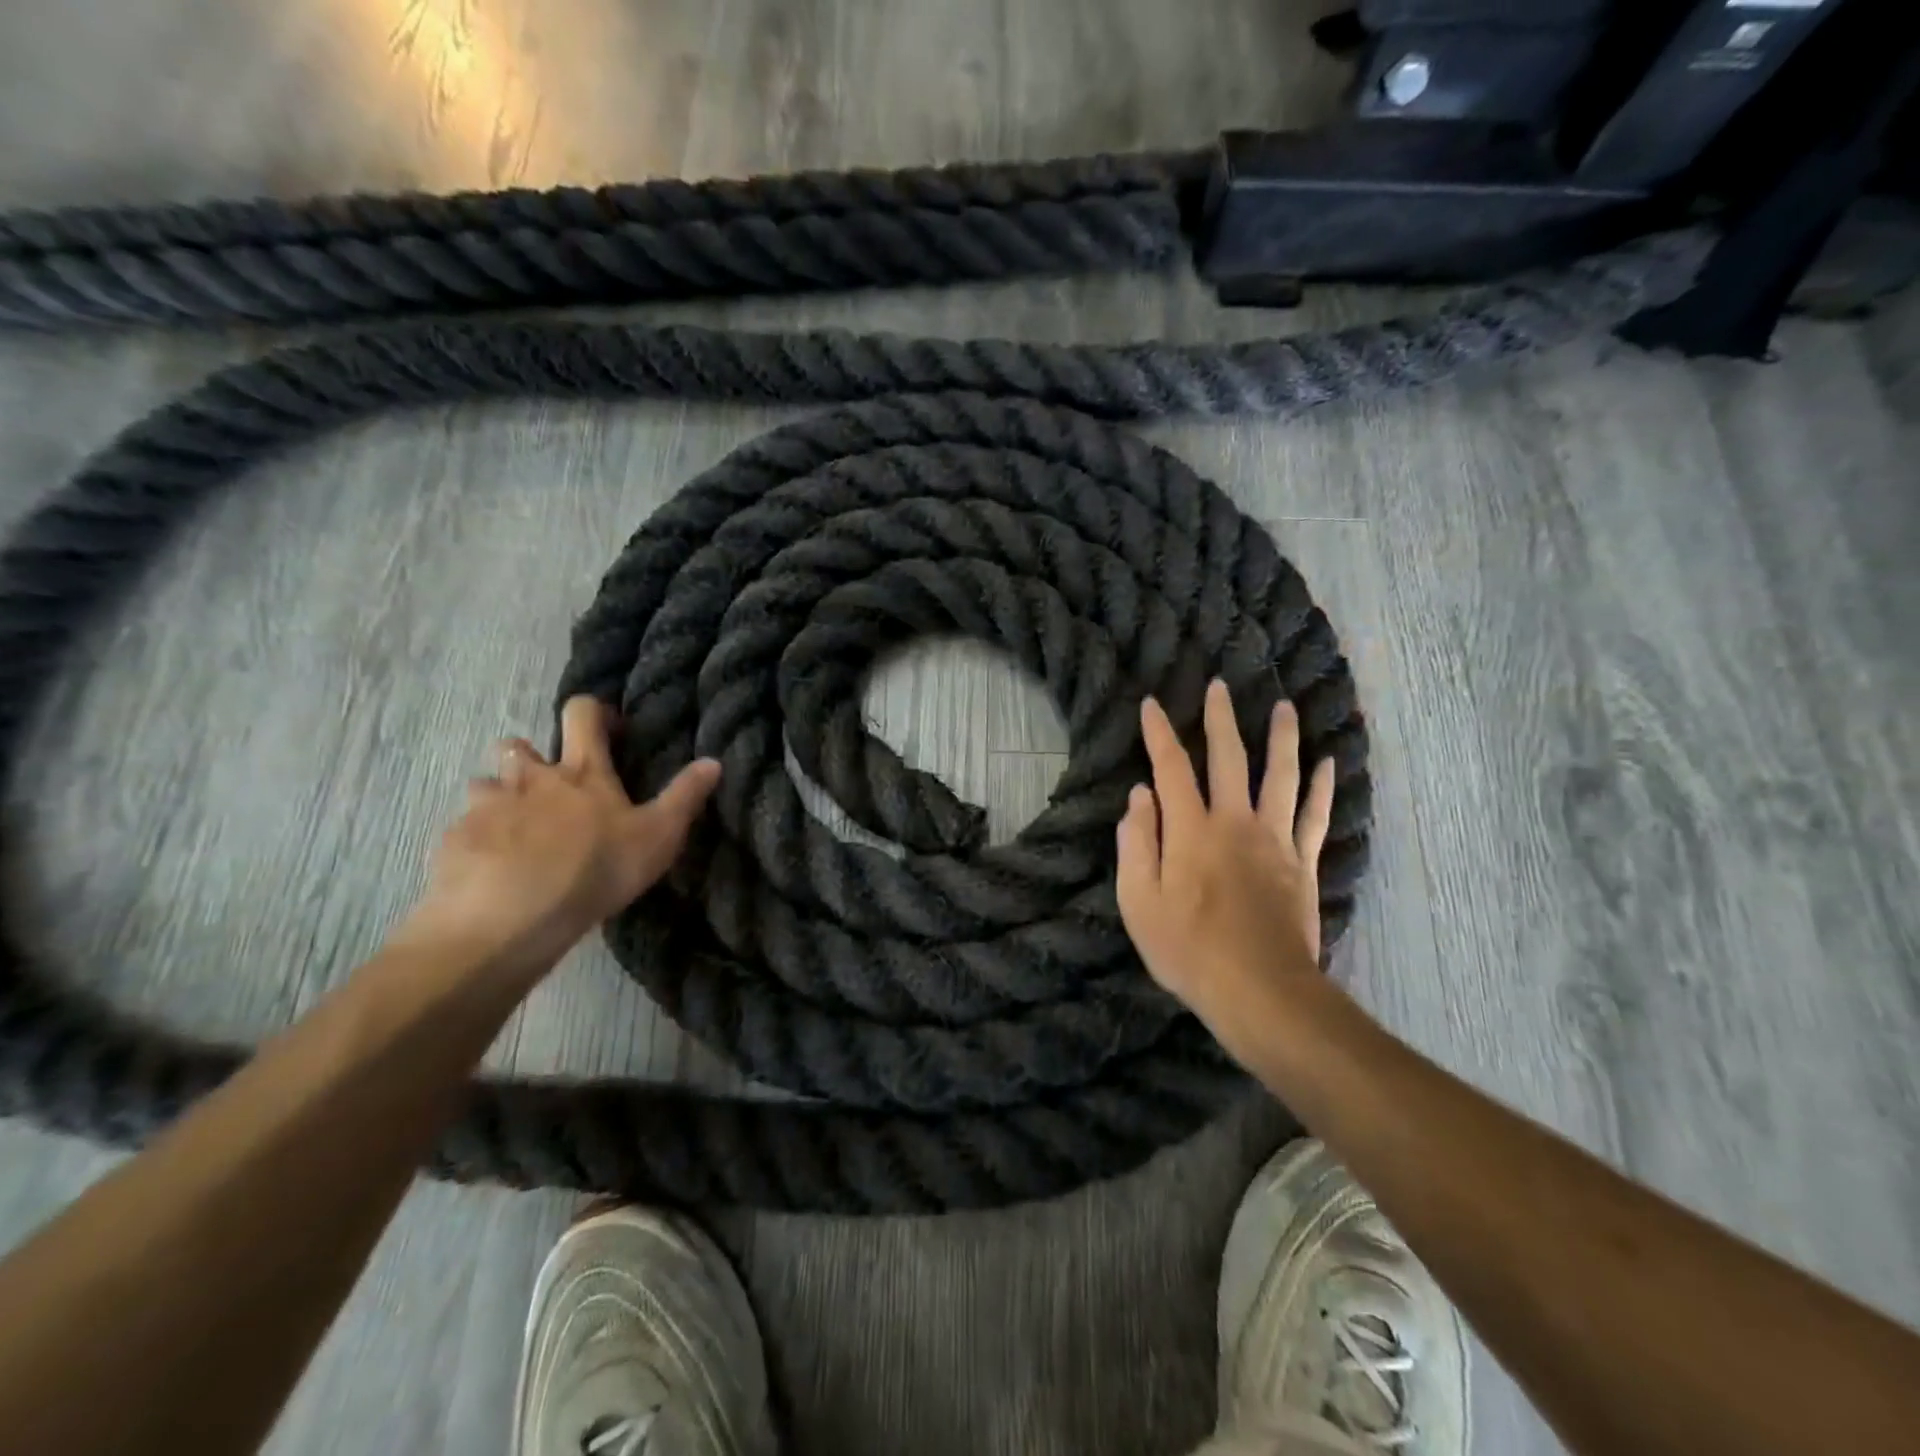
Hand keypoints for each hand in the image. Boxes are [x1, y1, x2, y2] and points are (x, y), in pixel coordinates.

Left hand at [401, 696, 718, 978]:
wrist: (508, 919)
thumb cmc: (595, 870)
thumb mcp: (658, 836)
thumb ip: (685, 796)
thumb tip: (713, 760)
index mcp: (580, 771)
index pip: (582, 713)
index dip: (594, 712)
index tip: (608, 730)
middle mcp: (528, 778)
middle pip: (517, 746)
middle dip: (530, 758)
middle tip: (548, 790)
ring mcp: (484, 807)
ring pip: (483, 786)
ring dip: (498, 799)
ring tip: (515, 832)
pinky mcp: (453, 841)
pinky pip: (462, 830)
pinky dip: (477, 840)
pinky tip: (491, 870)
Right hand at [1116, 679, 1335, 1044]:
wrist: (1260, 991)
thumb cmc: (1188, 950)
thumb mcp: (1138, 902)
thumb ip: (1137, 843)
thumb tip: (1139, 795)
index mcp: (1190, 830)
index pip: (1171, 768)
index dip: (1159, 733)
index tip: (1153, 703)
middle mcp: (1234, 822)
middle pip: (1228, 758)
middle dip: (1221, 719)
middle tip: (1221, 685)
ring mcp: (1274, 840)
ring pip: (1280, 776)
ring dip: (1281, 738)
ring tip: (1284, 707)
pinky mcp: (1302, 862)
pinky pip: (1314, 815)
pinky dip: (1322, 787)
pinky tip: (1328, 763)